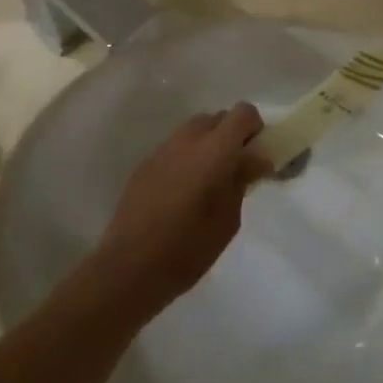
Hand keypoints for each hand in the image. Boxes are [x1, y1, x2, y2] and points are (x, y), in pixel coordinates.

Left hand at [94, 104, 272, 309]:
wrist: (127, 270)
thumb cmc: (187, 249)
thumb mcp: (228, 220)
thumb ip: (242, 180)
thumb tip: (255, 157)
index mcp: (214, 149)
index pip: (243, 112)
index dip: (255, 128)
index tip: (256, 155)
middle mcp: (188, 139)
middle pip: (218, 118)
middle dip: (231, 136)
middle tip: (234, 170)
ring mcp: (163, 150)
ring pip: (194, 131)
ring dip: (208, 146)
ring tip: (207, 183)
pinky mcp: (145, 165)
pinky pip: (175, 148)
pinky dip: (187, 159)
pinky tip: (182, 194)